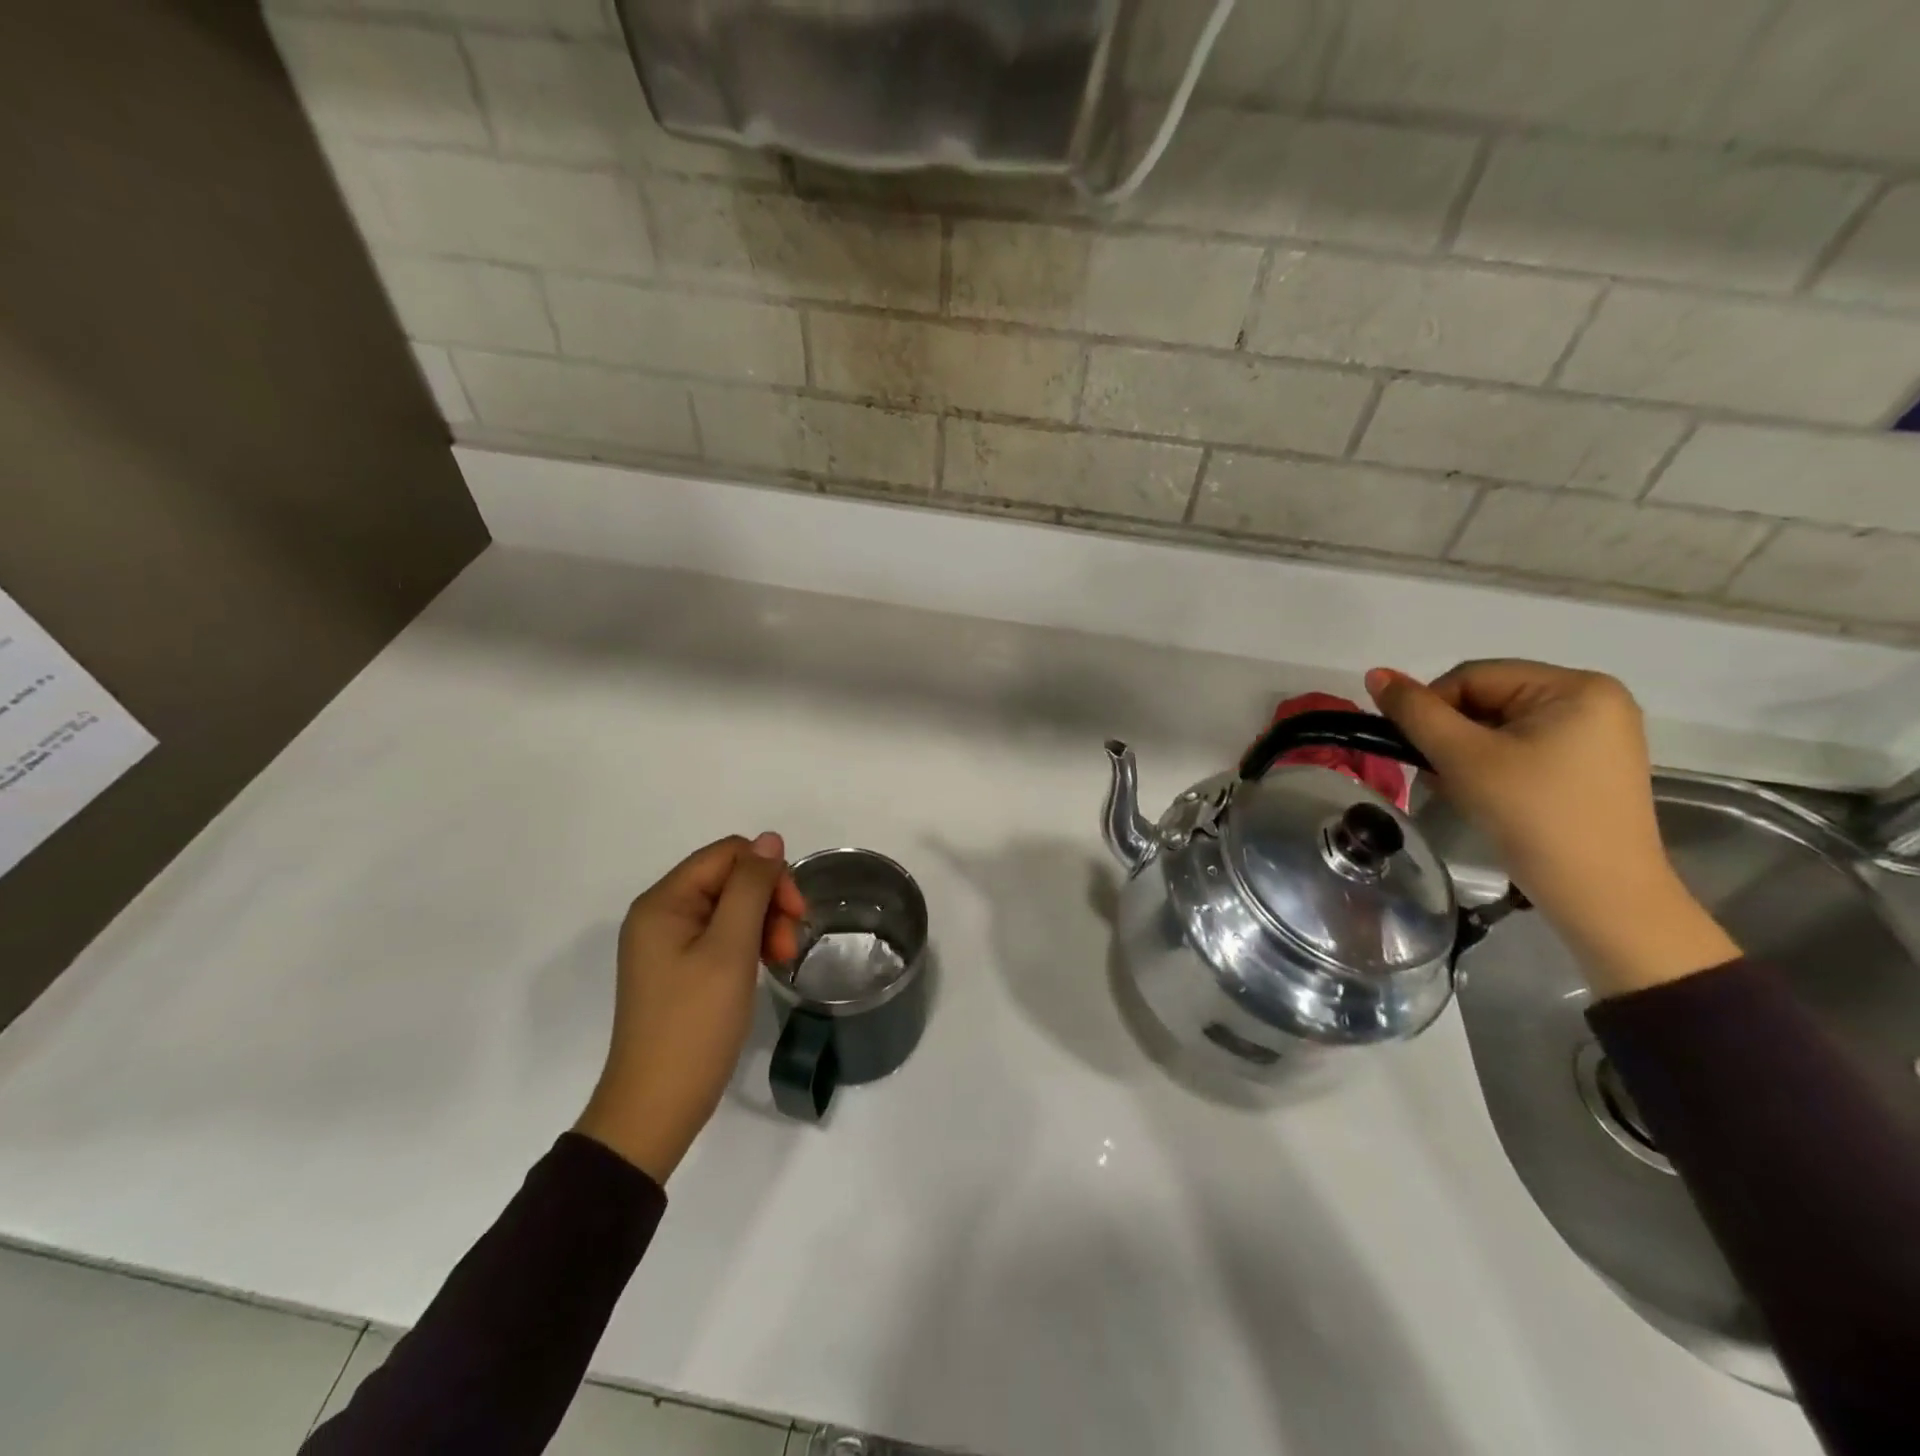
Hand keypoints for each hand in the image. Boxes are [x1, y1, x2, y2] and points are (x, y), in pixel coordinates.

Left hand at [575, 833, 806, 1182]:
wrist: (657, 1108)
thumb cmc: (695, 1023)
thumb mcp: (730, 949)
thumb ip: (751, 887)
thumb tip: (769, 839)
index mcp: (663, 902)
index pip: (728, 855)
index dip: (769, 874)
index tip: (796, 914)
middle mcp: (660, 914)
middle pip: (728, 880)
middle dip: (768, 903)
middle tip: (789, 947)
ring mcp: (666, 943)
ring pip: (729, 908)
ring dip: (762, 925)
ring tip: (780, 962)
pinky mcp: (677, 969)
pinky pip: (719, 936)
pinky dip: (747, 944)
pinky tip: (762, 967)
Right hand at [1366, 661, 1738, 995]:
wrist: (1600, 895)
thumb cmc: (1532, 814)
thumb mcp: (1463, 757)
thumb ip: (1415, 711)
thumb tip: (1375, 673)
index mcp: (1575, 687)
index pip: (1473, 677)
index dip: (1432, 709)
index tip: (1416, 751)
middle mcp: (1593, 701)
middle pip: (1487, 700)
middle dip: (1450, 736)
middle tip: (1435, 776)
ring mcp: (1596, 736)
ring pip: (1499, 728)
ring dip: (1464, 755)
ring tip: (1458, 790)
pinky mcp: (1588, 768)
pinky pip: (1521, 750)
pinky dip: (1490, 768)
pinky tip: (1483, 796)